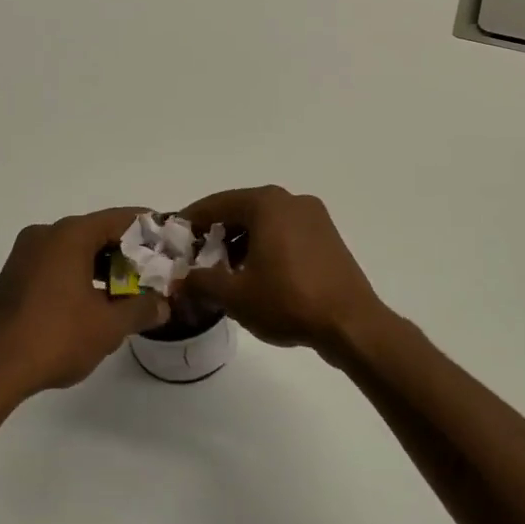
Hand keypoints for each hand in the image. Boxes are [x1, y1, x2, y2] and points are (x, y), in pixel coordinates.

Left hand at [0, 208, 169, 399]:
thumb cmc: (55, 338)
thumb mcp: (108, 326)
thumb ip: (141, 309)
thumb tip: (162, 304)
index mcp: (69, 235)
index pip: (120, 220)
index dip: (148, 230)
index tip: (169, 243)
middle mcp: (45, 234)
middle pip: (97, 233)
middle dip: (127, 252)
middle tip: (153, 272)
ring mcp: (24, 254)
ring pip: (75, 250)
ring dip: (103, 266)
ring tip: (127, 291)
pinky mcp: (13, 276)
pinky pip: (55, 264)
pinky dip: (79, 275)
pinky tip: (93, 302)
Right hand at [181, 186, 388, 358]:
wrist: (351, 323)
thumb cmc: (288, 300)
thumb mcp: (236, 295)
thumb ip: (201, 282)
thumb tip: (180, 279)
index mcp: (267, 203)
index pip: (218, 204)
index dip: (192, 220)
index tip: (174, 237)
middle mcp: (291, 200)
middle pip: (242, 210)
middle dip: (217, 233)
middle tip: (196, 257)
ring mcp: (314, 217)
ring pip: (265, 222)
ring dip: (241, 241)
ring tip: (225, 272)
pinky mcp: (327, 237)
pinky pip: (286, 233)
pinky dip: (266, 246)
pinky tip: (257, 275)